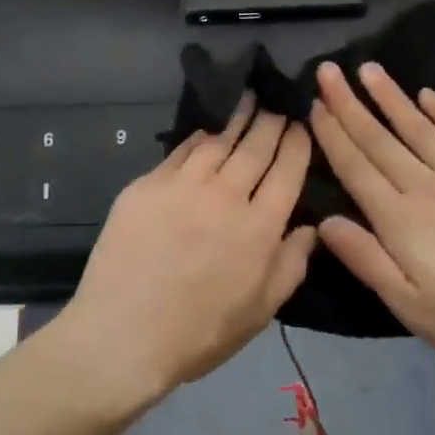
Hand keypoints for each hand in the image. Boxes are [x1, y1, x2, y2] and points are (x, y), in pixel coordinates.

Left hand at [58, 99, 316, 407]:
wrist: (124, 335)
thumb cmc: (200, 333)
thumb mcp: (260, 311)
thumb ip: (291, 265)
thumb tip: (310, 227)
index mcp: (259, 227)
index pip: (287, 171)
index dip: (297, 143)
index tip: (302, 122)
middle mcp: (225, 196)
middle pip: (255, 147)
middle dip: (271, 121)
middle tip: (277, 101)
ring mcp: (183, 186)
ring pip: (218, 142)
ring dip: (237, 118)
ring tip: (247, 99)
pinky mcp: (147, 185)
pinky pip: (180, 151)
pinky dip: (199, 138)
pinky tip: (207, 130)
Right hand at [309, 61, 434, 375]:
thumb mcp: (409, 305)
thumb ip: (366, 260)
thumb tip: (325, 221)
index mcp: (399, 219)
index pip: (356, 167)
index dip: (333, 135)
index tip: (315, 105)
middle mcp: (425, 186)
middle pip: (380, 139)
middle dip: (349, 104)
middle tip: (328, 71)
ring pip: (418, 127)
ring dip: (391, 97)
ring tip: (369, 69)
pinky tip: (427, 95)